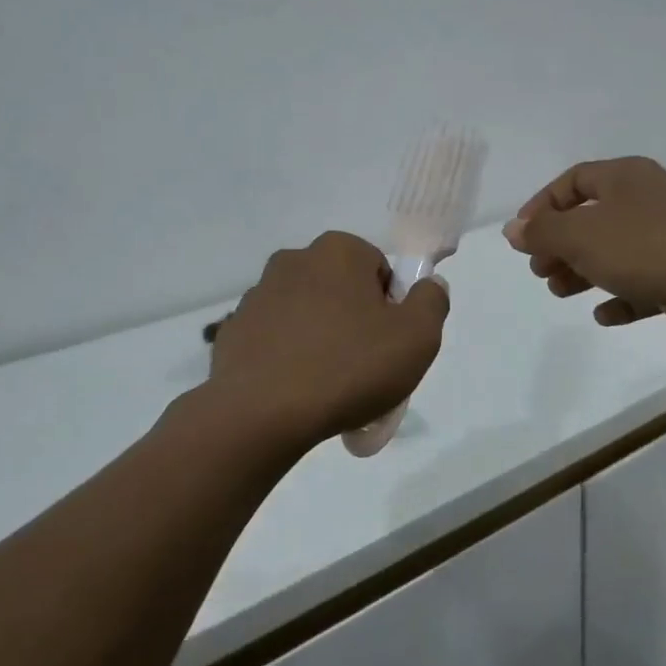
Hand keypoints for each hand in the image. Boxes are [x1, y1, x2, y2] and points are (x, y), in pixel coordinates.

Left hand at [207, 231, 450, 451]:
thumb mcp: (417, 338)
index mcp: (338, 251)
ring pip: (306, 315)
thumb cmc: (348, 367)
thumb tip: (429, 285)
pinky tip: (295, 393)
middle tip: (364, 369)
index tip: (389, 345)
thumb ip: (432, 302)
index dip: (391, 308)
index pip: (379, 270)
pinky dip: (287, 358)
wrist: (261, 414)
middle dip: (355, 322)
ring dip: (320, 339)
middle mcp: (293, 260)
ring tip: (328, 388)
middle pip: (341, 290)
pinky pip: (274, 340)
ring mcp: (257, 296)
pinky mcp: (233, 331)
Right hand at [503, 157, 665, 355]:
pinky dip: (620, 297)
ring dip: (583, 272)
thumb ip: (543, 232)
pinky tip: (604, 315)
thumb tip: (512, 230)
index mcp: (625, 178)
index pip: (573, 181)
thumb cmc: (647, 248)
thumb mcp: (581, 236)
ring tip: (559, 292)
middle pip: (592, 218)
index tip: (523, 237)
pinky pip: (642, 283)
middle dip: (561, 245)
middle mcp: (648, 202)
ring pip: (615, 252)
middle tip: (540, 270)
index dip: (543, 205)